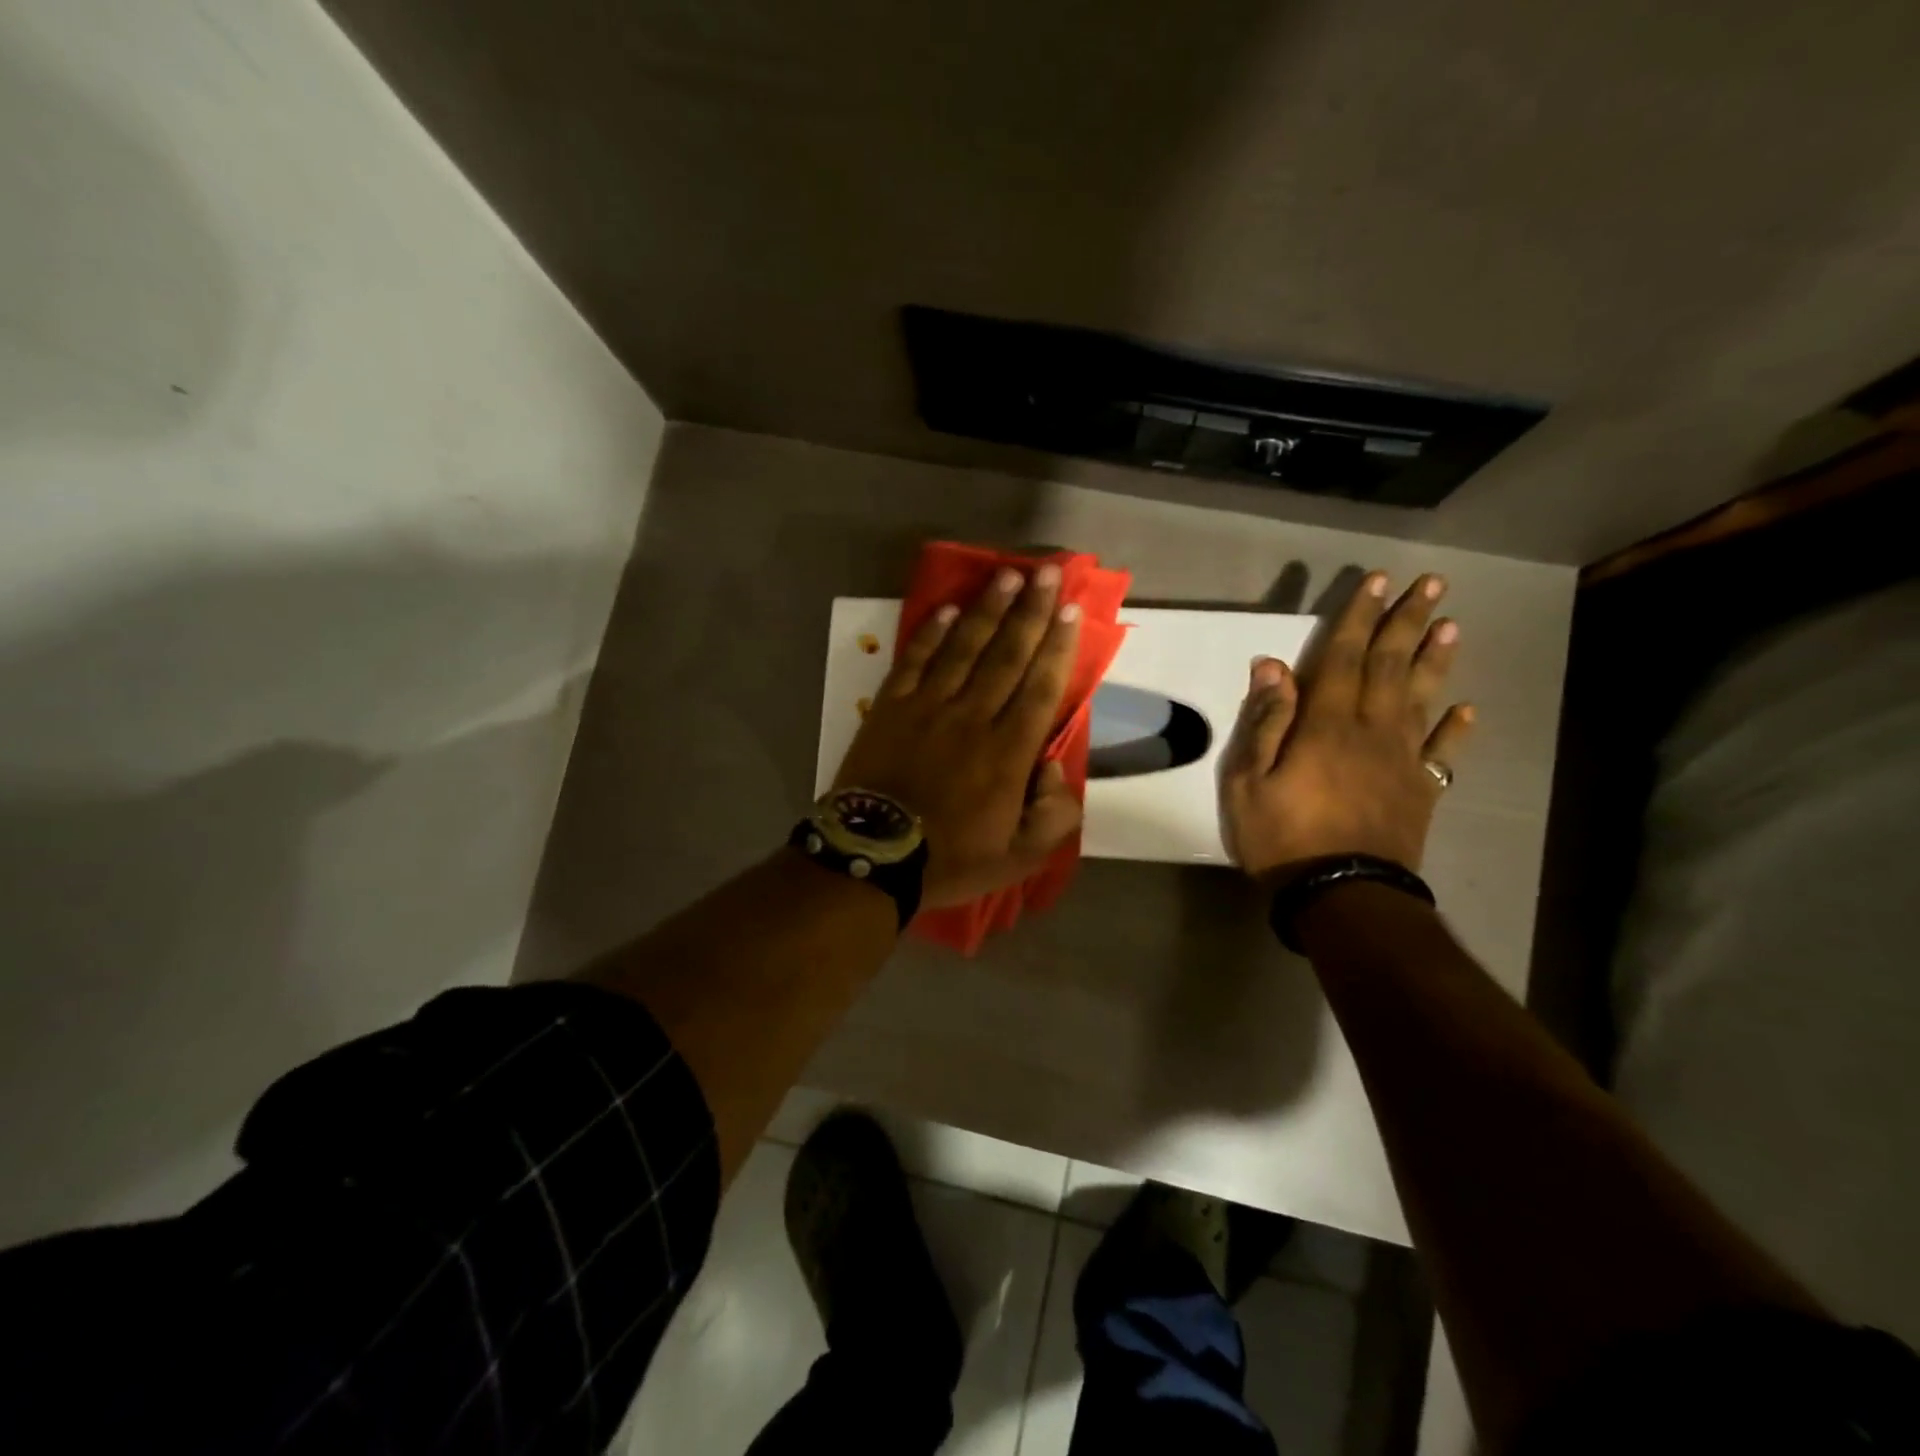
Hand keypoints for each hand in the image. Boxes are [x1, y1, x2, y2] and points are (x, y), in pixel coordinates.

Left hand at [833, 563, 1084, 908]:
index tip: (1070, 611)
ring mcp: (928, 707)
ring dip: (988, 610)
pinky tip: (948, 609)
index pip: (1041, 688)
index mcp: (1008, 753)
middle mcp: (973, 718)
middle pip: (1008, 655)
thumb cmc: (949, 859)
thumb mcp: (1018, 858)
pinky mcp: (891, 707)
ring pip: (964, 648)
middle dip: (1030, 611)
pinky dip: (931, 633)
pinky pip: (915, 660)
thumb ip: (1053, 817)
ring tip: (1006, 575)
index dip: (1057, 646)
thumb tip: (1056, 768)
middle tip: (1046, 573)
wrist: (873, 859)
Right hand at [1220, 570, 1473, 881]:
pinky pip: (1442, 752)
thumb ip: (1265, 722)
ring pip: (1422, 698)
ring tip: (1453, 626)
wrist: (1343, 895)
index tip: (1377, 581)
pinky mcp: (1420, 790)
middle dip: (1407, 621)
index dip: (1358, 616)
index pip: (1343, 657)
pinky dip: (1456, 728)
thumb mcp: (1249, 781)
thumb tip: (1272, 666)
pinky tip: (1469, 709)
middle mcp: (1372, 730)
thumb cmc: (1283, 837)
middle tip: (1432, 583)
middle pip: (1391, 665)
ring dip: (1436, 660)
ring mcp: (1403, 760)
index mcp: (1327, 724)